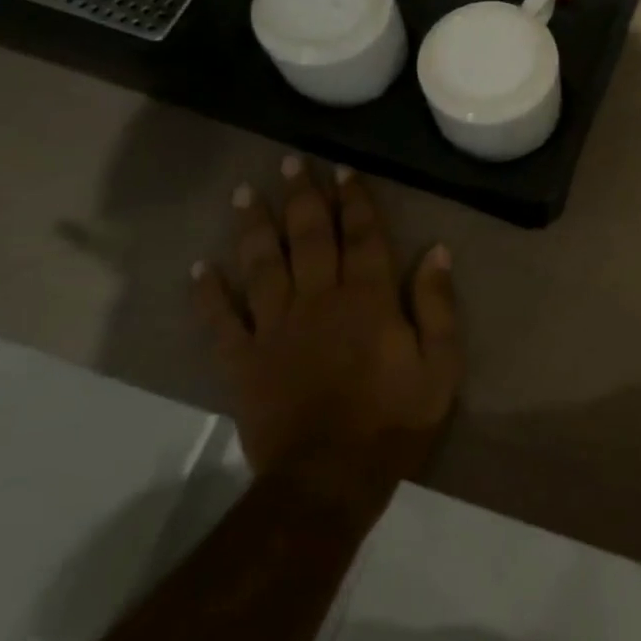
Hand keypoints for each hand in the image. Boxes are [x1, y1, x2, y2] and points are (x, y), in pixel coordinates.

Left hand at [192, 159, 462, 481]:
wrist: (329, 478)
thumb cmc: (394, 420)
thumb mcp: (440, 365)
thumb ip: (437, 305)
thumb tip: (436, 251)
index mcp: (368, 299)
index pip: (362, 236)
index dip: (355, 200)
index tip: (343, 169)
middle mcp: (318, 300)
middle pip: (308, 237)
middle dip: (302, 197)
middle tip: (291, 162)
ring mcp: (274, 328)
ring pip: (261, 265)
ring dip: (254, 227)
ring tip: (246, 194)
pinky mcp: (242, 360)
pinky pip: (220, 320)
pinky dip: (208, 293)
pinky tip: (199, 268)